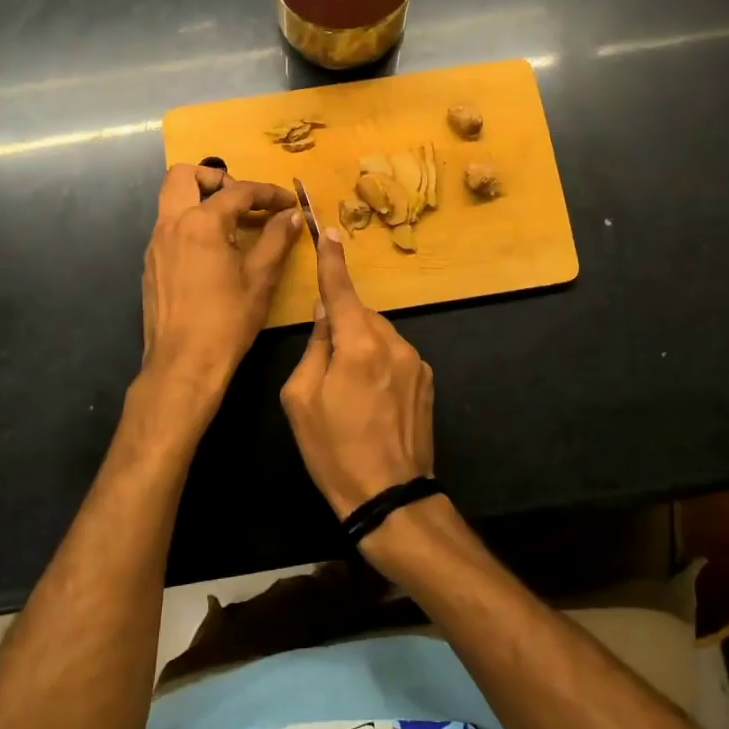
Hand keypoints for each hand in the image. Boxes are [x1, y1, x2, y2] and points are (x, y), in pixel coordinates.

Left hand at [142, 164, 300, 398]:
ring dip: (201, 200)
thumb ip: (277, 239)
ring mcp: (155, 244)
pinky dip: (190, 225)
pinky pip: (168, 227)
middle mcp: (171, 224)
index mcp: (201, 223)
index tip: (289, 203)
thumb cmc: (227, 320)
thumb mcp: (261, 278)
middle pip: (184, 175)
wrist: (183, 364)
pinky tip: (213, 253)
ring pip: (171, 200)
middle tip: (242, 200)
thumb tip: (292, 215)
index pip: (238, 191)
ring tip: (231, 226)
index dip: (268, 193)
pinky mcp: (150, 265)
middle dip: (215, 177)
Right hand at [280, 225, 434, 518]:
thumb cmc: (334, 450)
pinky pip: (395, 356)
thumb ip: (314, 347)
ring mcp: (416, 362)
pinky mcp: (427, 381)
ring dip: (362, 348)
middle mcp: (394, 344)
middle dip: (342, 327)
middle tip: (326, 368)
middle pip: (361, 316)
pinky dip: (379, 364)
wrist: (389, 496)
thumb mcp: (301, 399)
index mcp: (359, 345)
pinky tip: (372, 401)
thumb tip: (326, 314)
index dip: (333, 261)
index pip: (343, 291)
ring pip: (379, 336)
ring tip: (350, 393)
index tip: (330, 231)